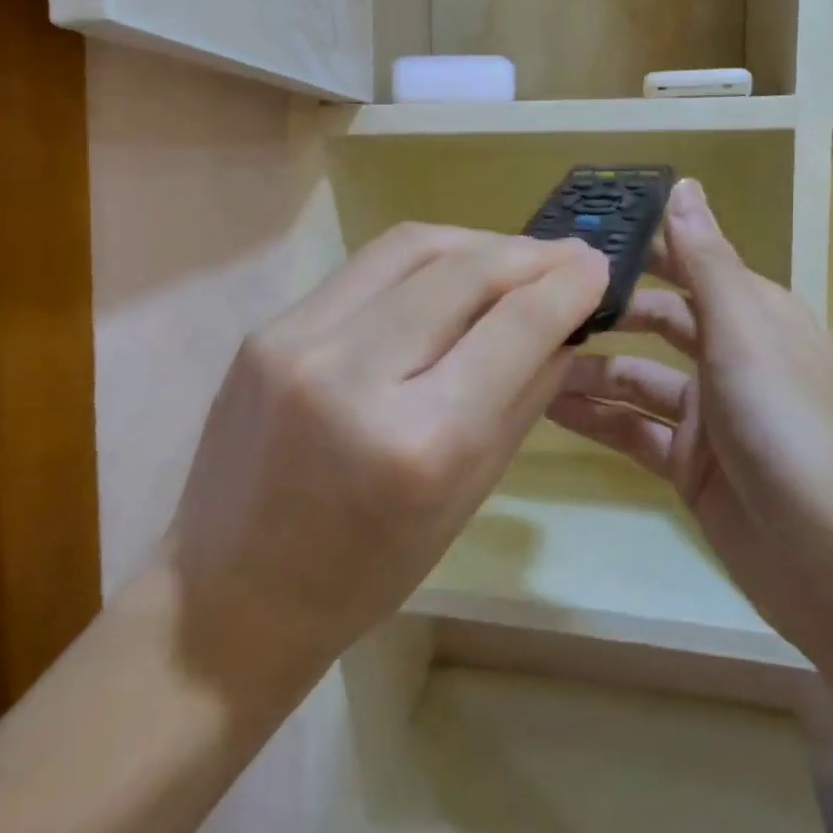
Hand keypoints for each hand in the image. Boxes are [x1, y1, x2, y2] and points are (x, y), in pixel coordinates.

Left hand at [161, 223, 608, 704]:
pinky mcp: (267, 328)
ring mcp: (299, 341)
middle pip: (464, 270)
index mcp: (420, 441)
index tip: (599, 267)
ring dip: (476, 241)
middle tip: (568, 254)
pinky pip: (364, 268)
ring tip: (513, 255)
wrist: (233, 591)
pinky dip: (421, 260)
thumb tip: (564, 325)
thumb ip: (521, 398)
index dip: (569, 285)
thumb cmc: (365, 570)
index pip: (515, 327)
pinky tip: (447, 272)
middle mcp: (355, 374)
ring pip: (410, 247)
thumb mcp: (466, 496)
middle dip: (529, 253)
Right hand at [547, 179, 832, 652]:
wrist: (829, 558)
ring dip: (588, 369)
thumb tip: (684, 186)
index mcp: (752, 315)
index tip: (575, 236)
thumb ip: (705, 261)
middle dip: (604, 311)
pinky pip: (631, 428)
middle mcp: (729, 356)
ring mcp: (707, 414)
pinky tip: (545, 409)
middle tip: (537, 301)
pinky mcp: (688, 463)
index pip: (687, 263)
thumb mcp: (743, 331)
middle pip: (656, 320)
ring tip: (527, 358)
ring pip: (635, 378)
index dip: (638, 247)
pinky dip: (594, 418)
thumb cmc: (787, 424)